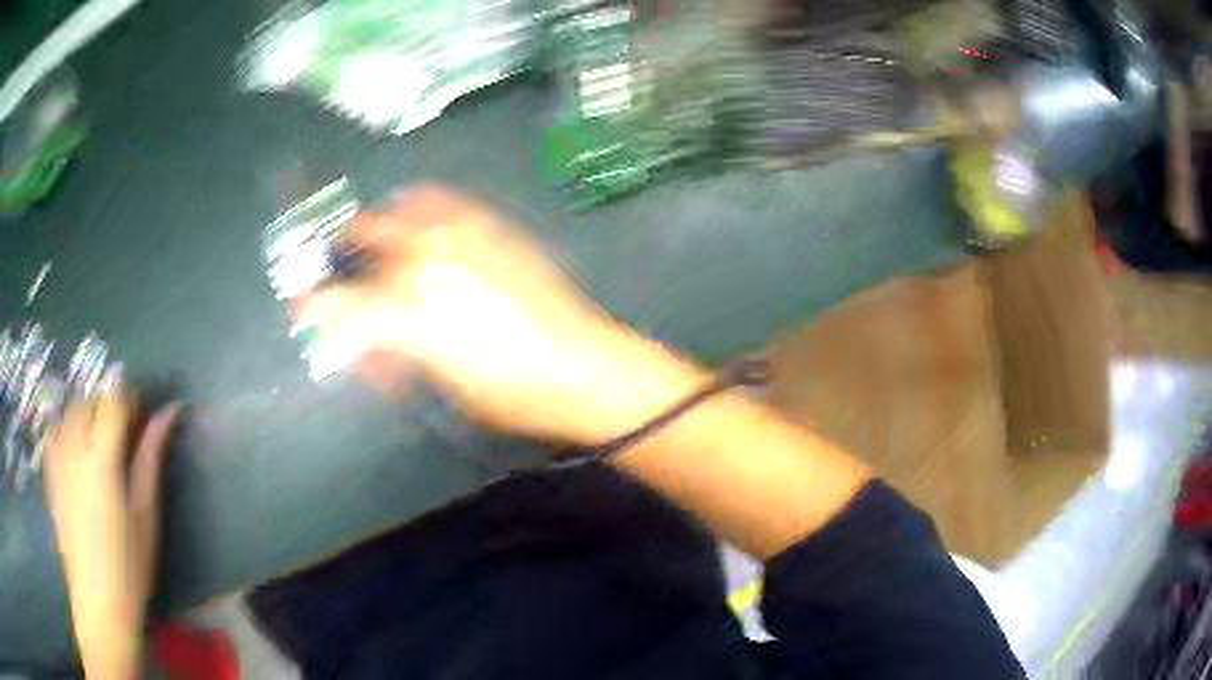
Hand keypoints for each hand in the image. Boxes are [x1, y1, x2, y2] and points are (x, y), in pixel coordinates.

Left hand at [46, 383, 180, 678]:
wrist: (98, 603)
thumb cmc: (129, 566)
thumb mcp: (146, 516)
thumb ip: (151, 460)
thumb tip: (168, 414)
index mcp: (102, 459)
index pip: (113, 399)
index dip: (129, 395)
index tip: (142, 410)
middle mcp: (75, 448)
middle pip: (89, 400)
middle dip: (106, 405)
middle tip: (123, 433)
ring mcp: (58, 459)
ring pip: (69, 412)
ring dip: (86, 416)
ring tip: (98, 443)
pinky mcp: (50, 473)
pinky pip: (55, 431)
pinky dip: (66, 429)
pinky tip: (75, 452)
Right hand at [300, 186, 707, 445]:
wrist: (583, 368)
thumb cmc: (509, 392)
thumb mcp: (439, 382)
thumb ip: (389, 353)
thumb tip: (353, 338)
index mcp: (413, 315)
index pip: (343, 305)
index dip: (315, 306)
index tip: (301, 305)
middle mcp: (432, 264)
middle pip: (366, 243)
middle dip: (343, 258)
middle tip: (340, 276)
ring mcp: (465, 238)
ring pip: (401, 214)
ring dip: (379, 229)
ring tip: (373, 242)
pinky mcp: (495, 229)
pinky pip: (445, 202)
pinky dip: (420, 206)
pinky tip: (417, 214)